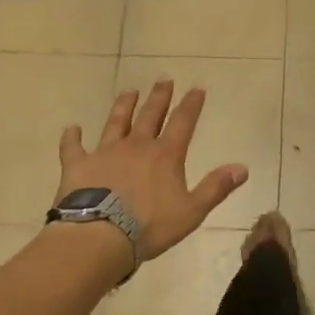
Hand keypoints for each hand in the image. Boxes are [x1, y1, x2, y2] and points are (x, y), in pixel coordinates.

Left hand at [56, 79, 247, 260]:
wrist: (98, 236)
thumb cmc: (149, 226)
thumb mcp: (192, 211)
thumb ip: (216, 187)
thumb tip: (242, 167)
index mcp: (165, 155)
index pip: (182, 122)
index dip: (191, 105)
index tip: (196, 88)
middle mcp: (136, 146)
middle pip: (150, 115)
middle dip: (159, 96)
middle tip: (163, 78)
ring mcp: (105, 152)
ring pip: (116, 122)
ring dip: (123, 106)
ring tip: (129, 91)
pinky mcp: (78, 165)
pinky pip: (73, 147)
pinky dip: (72, 137)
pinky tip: (72, 128)